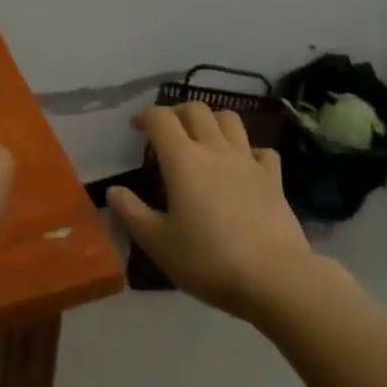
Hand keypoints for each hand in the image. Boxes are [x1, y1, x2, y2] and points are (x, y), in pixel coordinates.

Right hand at [108, 104, 314, 320]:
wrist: (273, 277)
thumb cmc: (207, 260)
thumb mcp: (158, 243)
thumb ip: (132, 213)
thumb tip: (113, 190)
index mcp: (183, 160)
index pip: (160, 118)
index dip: (145, 116)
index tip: (136, 128)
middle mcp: (215, 149)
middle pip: (196, 109)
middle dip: (177, 112)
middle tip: (166, 131)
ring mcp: (248, 160)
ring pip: (230, 119)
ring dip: (212, 120)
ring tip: (202, 138)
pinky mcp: (273, 177)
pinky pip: (261, 149)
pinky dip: (248, 150)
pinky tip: (242, 166)